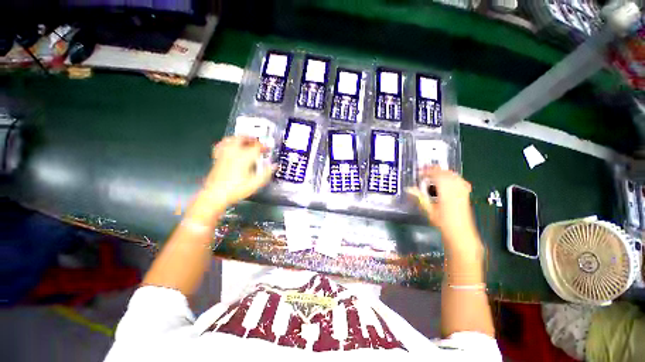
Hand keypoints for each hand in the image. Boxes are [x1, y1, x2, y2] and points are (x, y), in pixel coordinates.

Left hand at [202, 136, 273, 207]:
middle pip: (242, 138)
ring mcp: (224, 154)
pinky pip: (221, 145)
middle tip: (258, 142)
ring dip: (240, 138)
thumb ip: (266, 173)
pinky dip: (227, 143)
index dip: (264, 147)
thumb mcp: (255, 183)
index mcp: (244, 157)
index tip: (268, 150)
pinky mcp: (217, 158)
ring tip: (246, 140)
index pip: (256, 147)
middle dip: (251, 138)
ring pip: (231, 139)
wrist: (216, 195)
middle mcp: (233, 152)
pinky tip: (229, 145)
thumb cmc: (237, 189)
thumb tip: (274, 165)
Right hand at [407, 167, 477, 242]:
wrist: (460, 233)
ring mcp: (462, 191)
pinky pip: (460, 180)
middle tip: (423, 171)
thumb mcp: (428, 210)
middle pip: (446, 173)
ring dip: (443, 172)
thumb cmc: (442, 223)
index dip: (427, 172)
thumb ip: (419, 198)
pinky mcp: (465, 194)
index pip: (437, 176)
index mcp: (446, 193)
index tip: (419, 173)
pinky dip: (452, 177)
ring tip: (433, 173)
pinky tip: (448, 179)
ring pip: (453, 175)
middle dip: (434, 169)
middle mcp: (456, 189)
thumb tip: (408, 189)